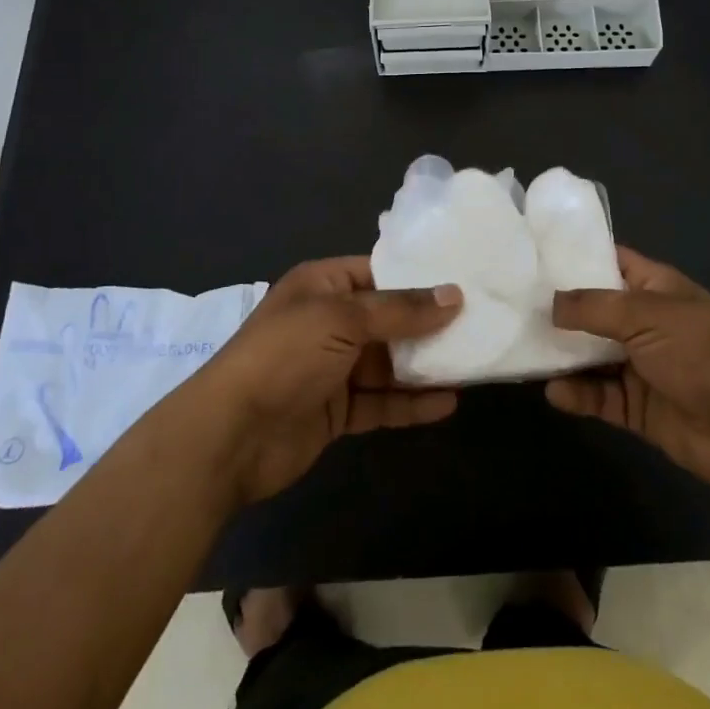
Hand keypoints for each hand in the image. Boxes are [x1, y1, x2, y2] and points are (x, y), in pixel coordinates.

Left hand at [184, 256, 462, 504]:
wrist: (230, 436)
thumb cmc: (286, 356)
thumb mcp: (344, 319)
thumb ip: (401, 310)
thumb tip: (454, 295)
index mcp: (323, 285)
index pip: (378, 272)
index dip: (418, 277)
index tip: (463, 280)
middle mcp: (329, 321)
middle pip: (388, 318)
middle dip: (428, 324)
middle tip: (479, 324)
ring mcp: (332, 368)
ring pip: (388, 362)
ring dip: (424, 365)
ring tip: (472, 362)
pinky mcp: (336, 410)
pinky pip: (381, 401)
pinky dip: (411, 403)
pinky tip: (447, 403)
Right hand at [546, 246, 709, 496]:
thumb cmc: (701, 352)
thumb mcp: (645, 315)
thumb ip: (594, 307)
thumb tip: (550, 303)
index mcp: (652, 287)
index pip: (607, 261)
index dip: (573, 256)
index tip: (529, 252)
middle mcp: (642, 322)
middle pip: (591, 310)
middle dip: (557, 309)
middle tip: (509, 304)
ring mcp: (639, 365)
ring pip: (590, 355)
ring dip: (561, 354)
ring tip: (521, 349)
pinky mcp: (636, 407)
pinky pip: (599, 396)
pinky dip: (577, 394)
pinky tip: (553, 392)